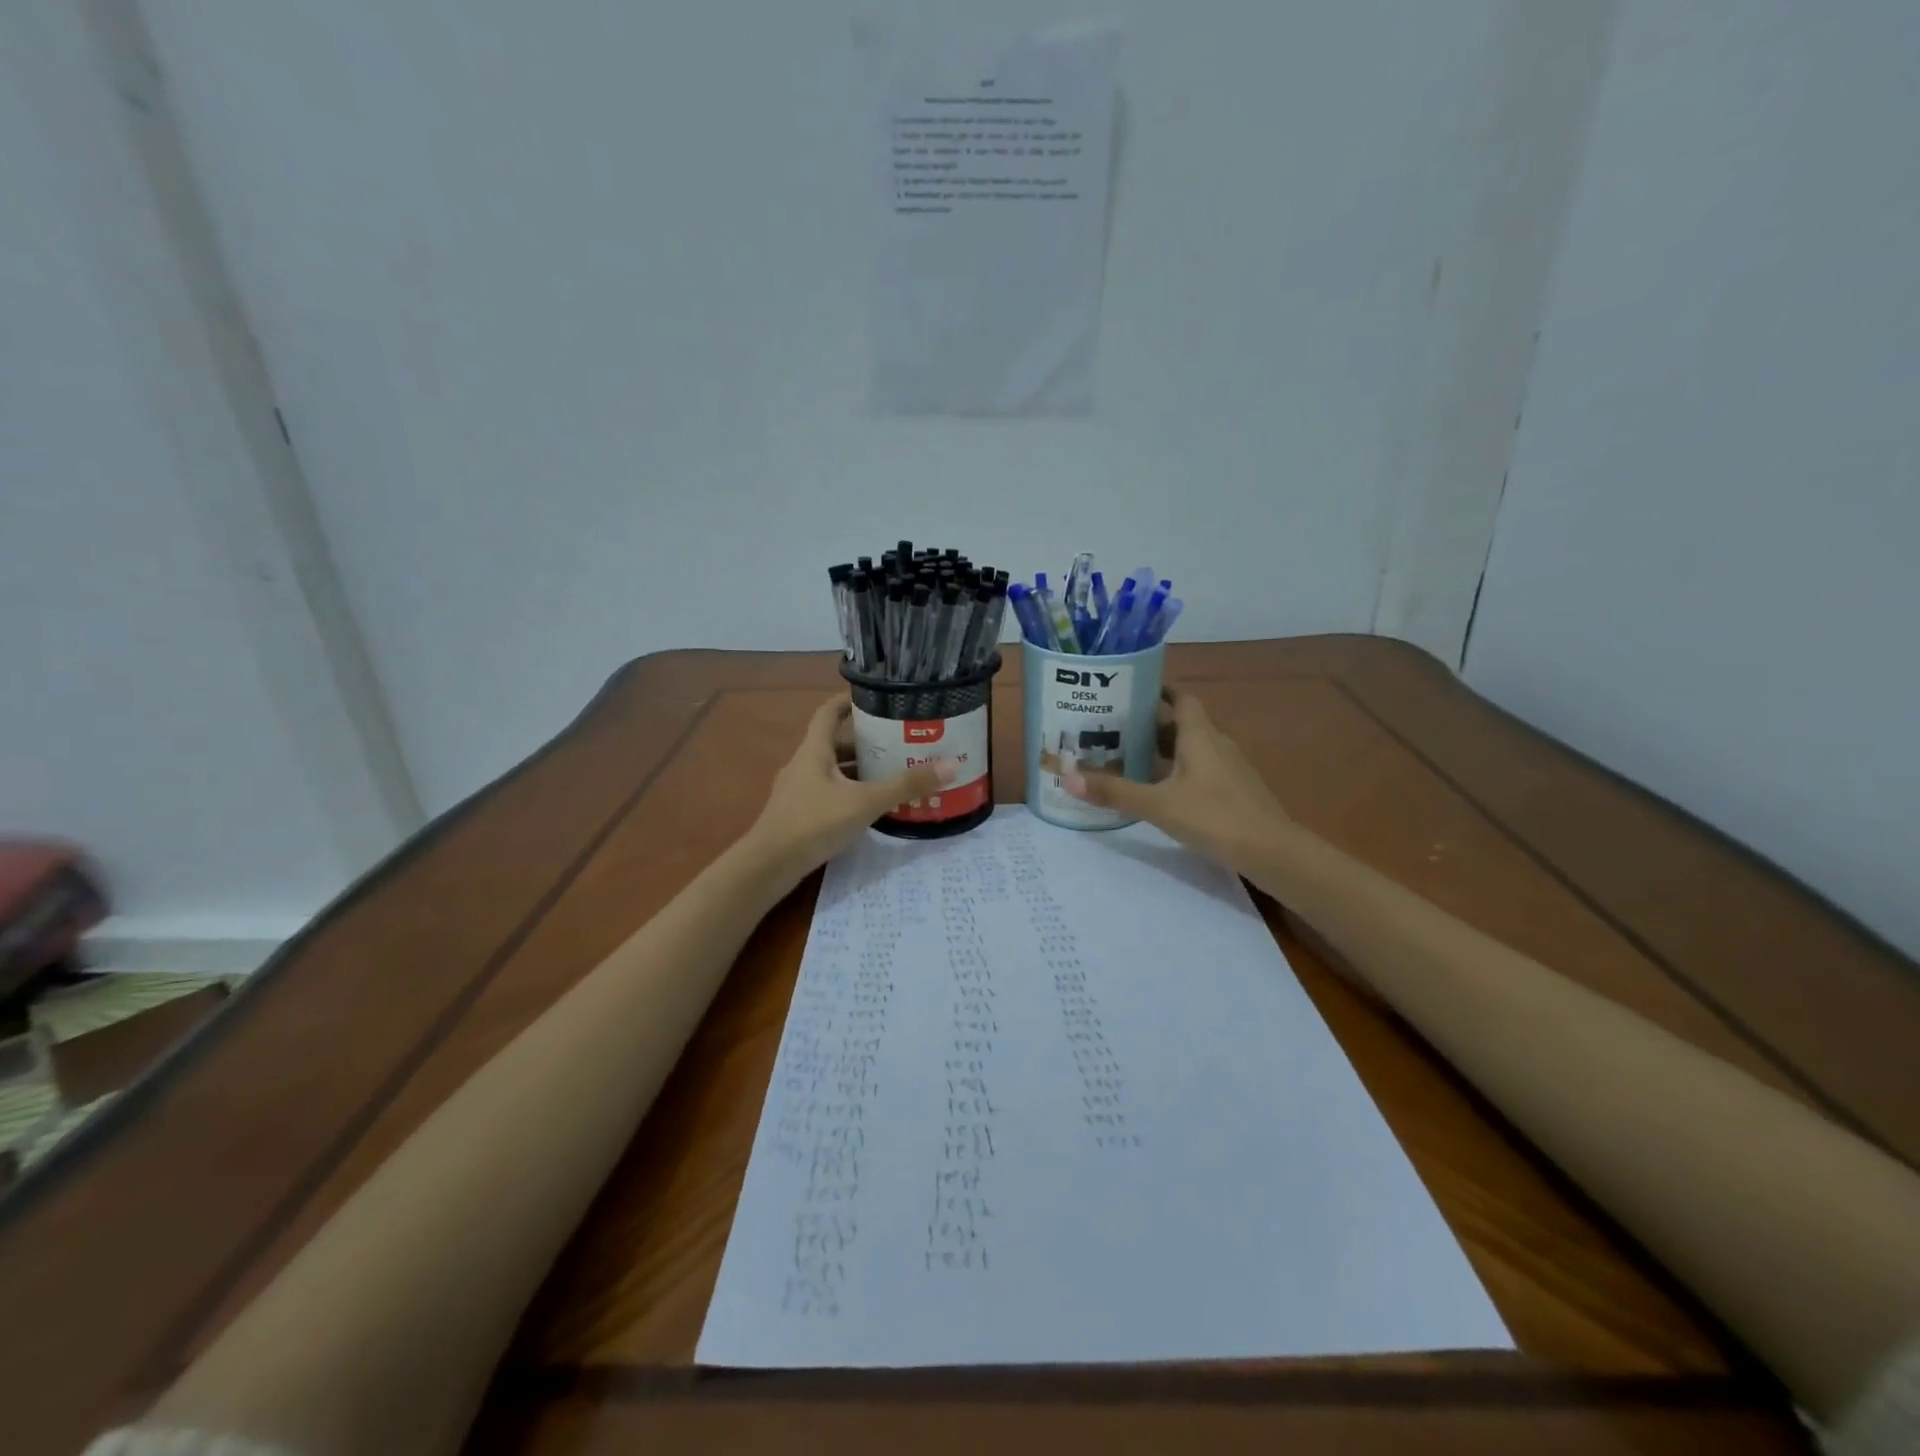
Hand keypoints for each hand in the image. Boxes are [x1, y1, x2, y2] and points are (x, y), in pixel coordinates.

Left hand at [745, 696, 954, 886]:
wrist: (768, 867)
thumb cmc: (813, 824)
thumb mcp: (864, 803)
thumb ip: (905, 786)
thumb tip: (950, 765)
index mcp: (814, 750)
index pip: (828, 712)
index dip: (848, 701)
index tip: (874, 697)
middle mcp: (803, 764)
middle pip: (834, 742)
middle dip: (865, 740)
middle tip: (897, 740)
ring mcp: (797, 790)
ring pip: (832, 770)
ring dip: (858, 769)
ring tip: (891, 772)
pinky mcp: (797, 814)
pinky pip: (827, 792)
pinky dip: (848, 792)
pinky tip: (869, 806)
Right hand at [1063, 686, 1294, 877]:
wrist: (1272, 851)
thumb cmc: (1213, 817)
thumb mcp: (1158, 805)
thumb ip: (1114, 792)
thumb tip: (1067, 778)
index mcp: (1200, 736)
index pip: (1181, 699)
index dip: (1159, 691)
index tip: (1131, 691)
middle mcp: (1217, 744)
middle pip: (1183, 724)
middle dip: (1152, 725)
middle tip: (1118, 730)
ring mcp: (1231, 768)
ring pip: (1194, 748)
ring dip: (1167, 750)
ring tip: (1133, 758)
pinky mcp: (1237, 790)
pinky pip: (1203, 769)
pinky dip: (1181, 770)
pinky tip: (1164, 789)